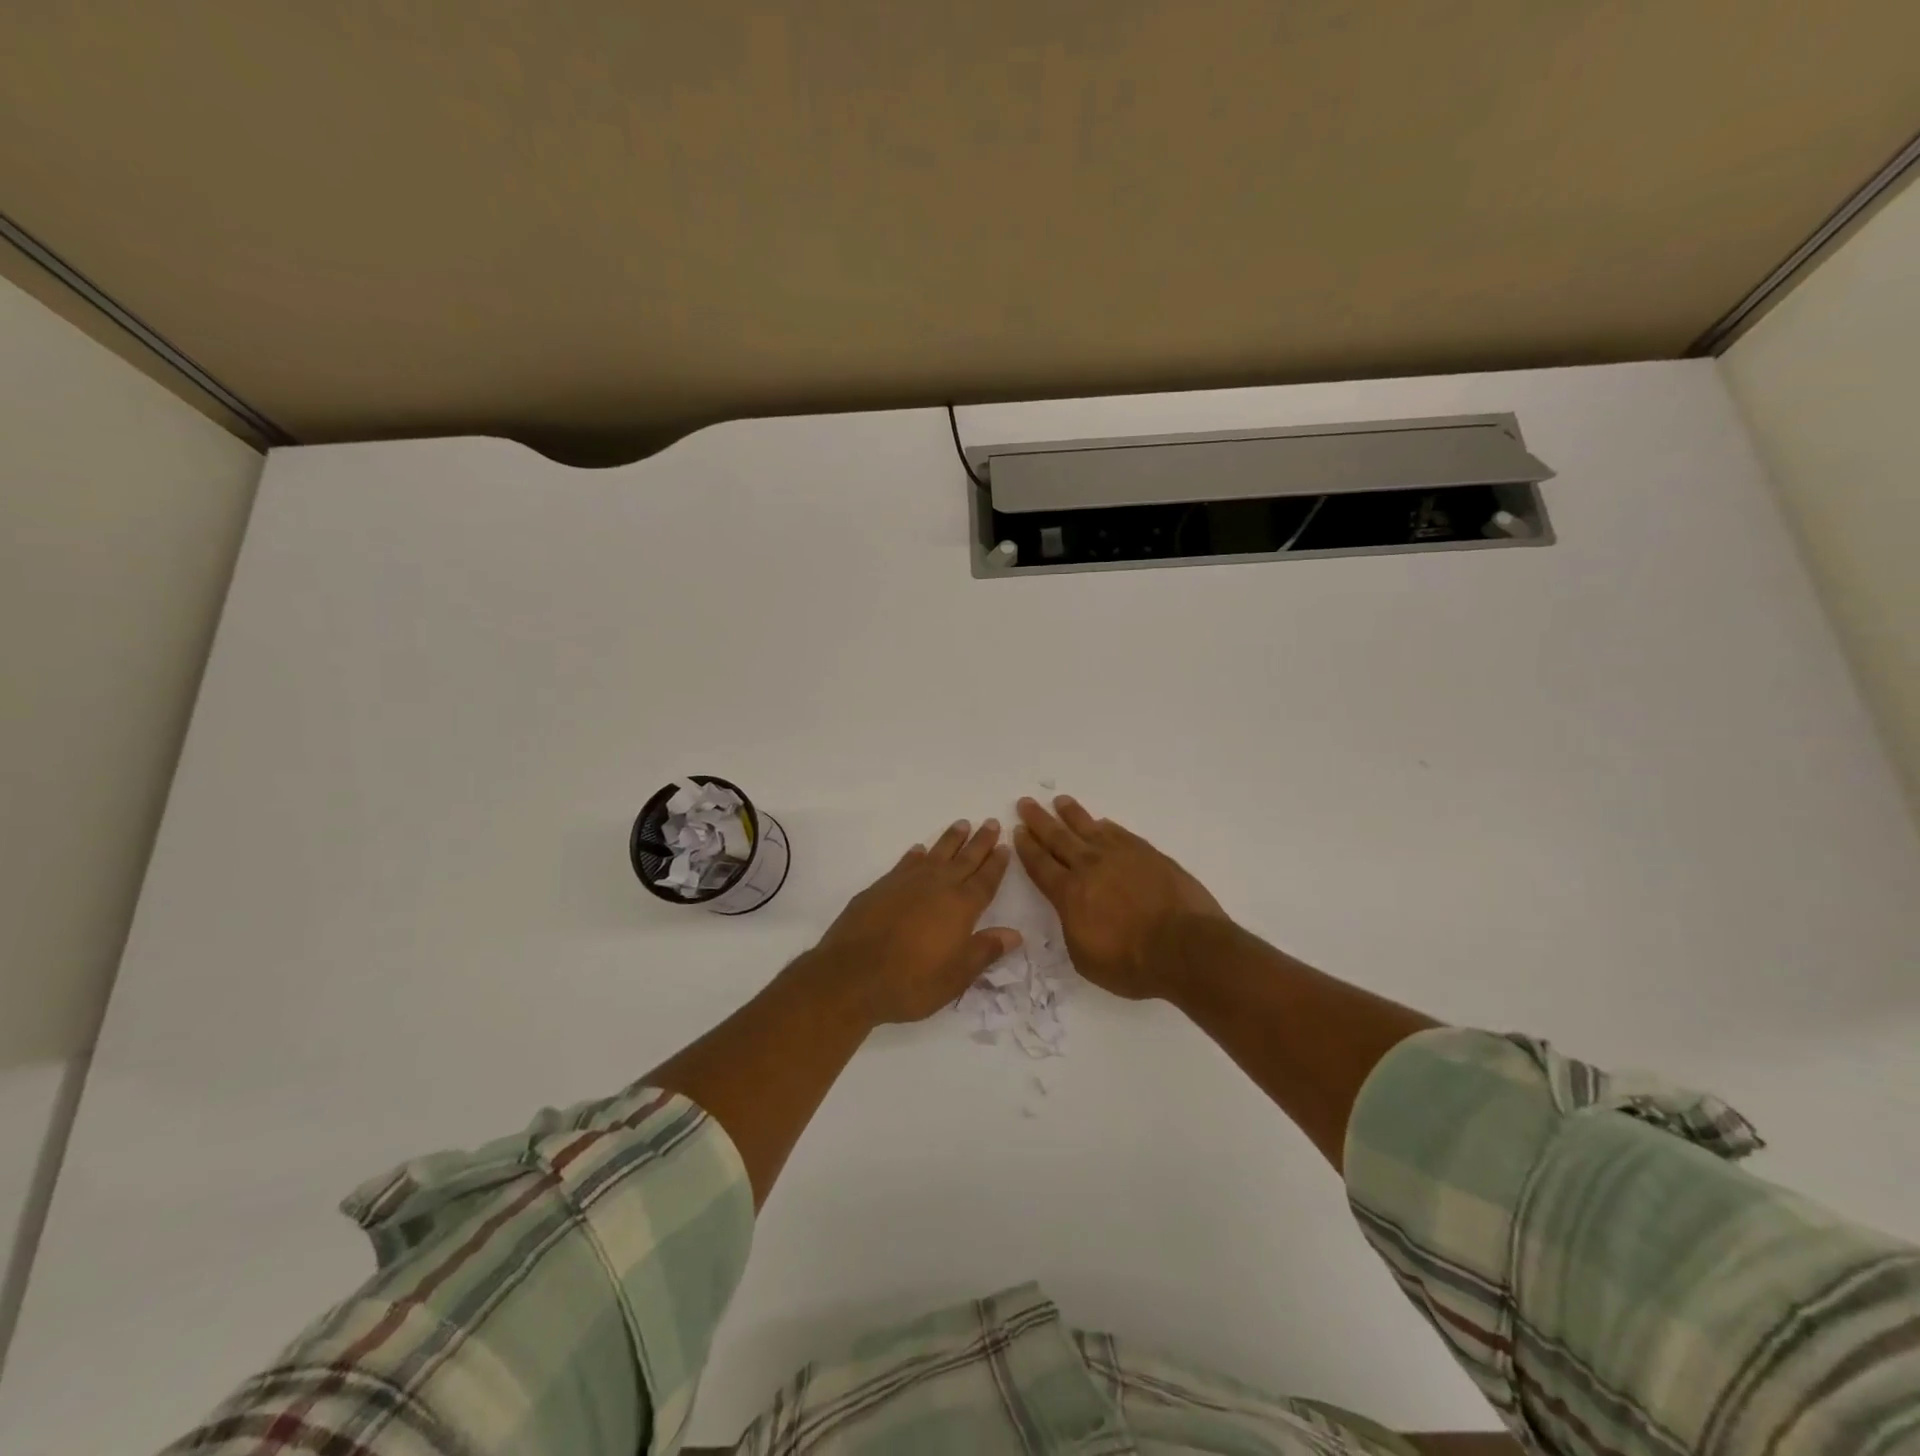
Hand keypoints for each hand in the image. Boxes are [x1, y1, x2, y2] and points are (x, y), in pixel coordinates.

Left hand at [808, 819, 1021, 1025]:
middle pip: (964, 859)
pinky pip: (906, 863)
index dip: (996, 864)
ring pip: (936, 853)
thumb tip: (1015, 934)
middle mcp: (937, 887)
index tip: (1005, 846)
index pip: (985, 880)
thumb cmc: (911, 982)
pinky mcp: (881, 886)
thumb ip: (985, 951)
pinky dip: (916, 854)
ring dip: (951, 839)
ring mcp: (907, 883)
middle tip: (991, 822)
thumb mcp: (956, 977)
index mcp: (961, 908)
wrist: (852, 976)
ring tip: (962, 824)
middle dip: (980, 842)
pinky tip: (919, 850)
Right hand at [1014, 796, 1228, 999]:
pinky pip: (1120, 833)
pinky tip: (1102, 823)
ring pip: (1089, 828)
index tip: (1017, 831)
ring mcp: (1121, 856)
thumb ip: (1073, 927)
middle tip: (1026, 803)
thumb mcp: (1085, 958)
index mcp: (1069, 894)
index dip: (1027, 848)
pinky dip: (1107, 827)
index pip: (1041, 865)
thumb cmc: (1132, 964)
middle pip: (1058, 838)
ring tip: (1059, 801)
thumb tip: (1073, 910)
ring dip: (1071, 814)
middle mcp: (1090, 867)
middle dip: (1039, 820)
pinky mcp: (1148, 854)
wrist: (1186, 948)